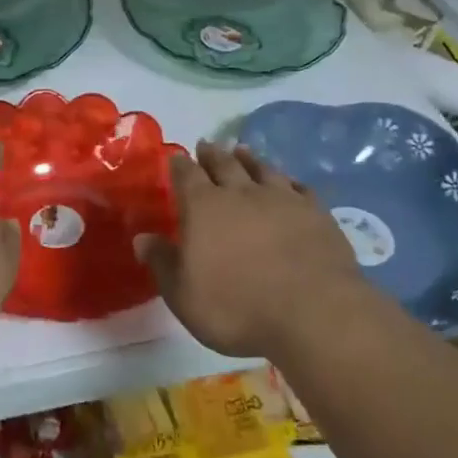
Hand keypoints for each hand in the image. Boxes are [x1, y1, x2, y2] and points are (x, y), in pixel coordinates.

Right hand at [135, 143, 364, 358]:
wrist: (313, 312)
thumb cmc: (237, 307)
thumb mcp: (184, 295)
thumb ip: (163, 263)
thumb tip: (142, 238)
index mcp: (204, 207)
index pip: (186, 176)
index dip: (179, 165)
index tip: (176, 157)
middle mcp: (241, 193)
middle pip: (224, 164)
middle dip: (212, 154)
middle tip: (207, 144)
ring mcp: (282, 199)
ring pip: (262, 169)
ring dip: (250, 159)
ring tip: (242, 149)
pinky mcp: (316, 213)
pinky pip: (300, 188)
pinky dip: (290, 181)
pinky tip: (289, 182)